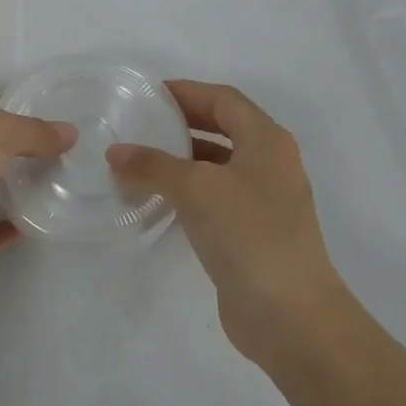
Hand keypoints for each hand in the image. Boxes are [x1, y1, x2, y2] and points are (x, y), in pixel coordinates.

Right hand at [107, 80, 344, 364]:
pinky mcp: (251, 233)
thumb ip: (154, 165)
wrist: (290, 315)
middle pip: (223, 128)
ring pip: (217, 165)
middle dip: (183, 123)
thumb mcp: (197, 189)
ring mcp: (263, 201)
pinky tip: (158, 199)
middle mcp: (270, 164)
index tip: (149, 94)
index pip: (224, 100)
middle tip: (140, 123)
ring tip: (140, 159)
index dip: (187, 91)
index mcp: (267, 141)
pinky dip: (187, 191)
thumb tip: (115, 152)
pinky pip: (215, 198)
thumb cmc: (249, 234)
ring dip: (182, 159)